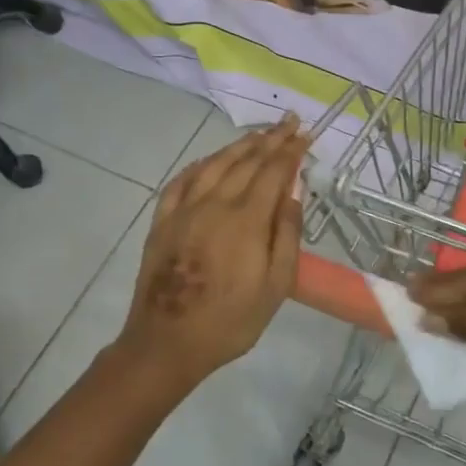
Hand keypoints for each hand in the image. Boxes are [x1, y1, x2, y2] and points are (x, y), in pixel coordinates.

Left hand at [117, 116, 311, 388]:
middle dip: (270, 140)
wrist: (167, 342)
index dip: (290, 151)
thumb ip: (286, 236)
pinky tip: (209, 160)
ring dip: (238, 146)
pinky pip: (181, 181)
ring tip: (257, 134)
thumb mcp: (275, 287)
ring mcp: (183, 210)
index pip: (273, 172)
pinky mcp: (162, 222)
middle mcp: (214, 204)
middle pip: (245, 161)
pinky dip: (199, 165)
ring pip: (213, 165)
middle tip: (287, 122)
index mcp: (245, 220)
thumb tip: (292, 195)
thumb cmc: (230, 321)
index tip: (304, 133)